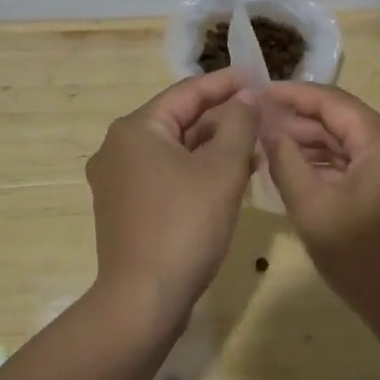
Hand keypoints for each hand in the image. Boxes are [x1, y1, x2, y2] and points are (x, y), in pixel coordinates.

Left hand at [85, 70, 260, 323]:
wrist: (142, 302)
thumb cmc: (184, 226)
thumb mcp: (222, 170)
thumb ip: (238, 124)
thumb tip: (246, 97)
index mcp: (136, 129)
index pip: (187, 92)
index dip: (225, 84)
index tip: (258, 78)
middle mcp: (118, 147)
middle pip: (179, 120)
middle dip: (222, 119)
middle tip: (262, 117)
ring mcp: (117, 180)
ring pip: (174, 150)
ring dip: (213, 148)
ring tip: (254, 149)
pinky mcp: (124, 209)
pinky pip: (166, 175)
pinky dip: (196, 172)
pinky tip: (228, 180)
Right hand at [261, 82, 379, 345]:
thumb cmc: (363, 263)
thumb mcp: (312, 210)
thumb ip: (285, 160)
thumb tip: (265, 124)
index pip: (334, 102)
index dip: (293, 95)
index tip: (257, 93)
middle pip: (345, 121)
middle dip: (301, 123)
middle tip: (257, 124)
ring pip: (354, 142)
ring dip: (316, 144)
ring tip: (271, 145)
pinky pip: (365, 162)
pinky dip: (335, 164)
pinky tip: (301, 168)